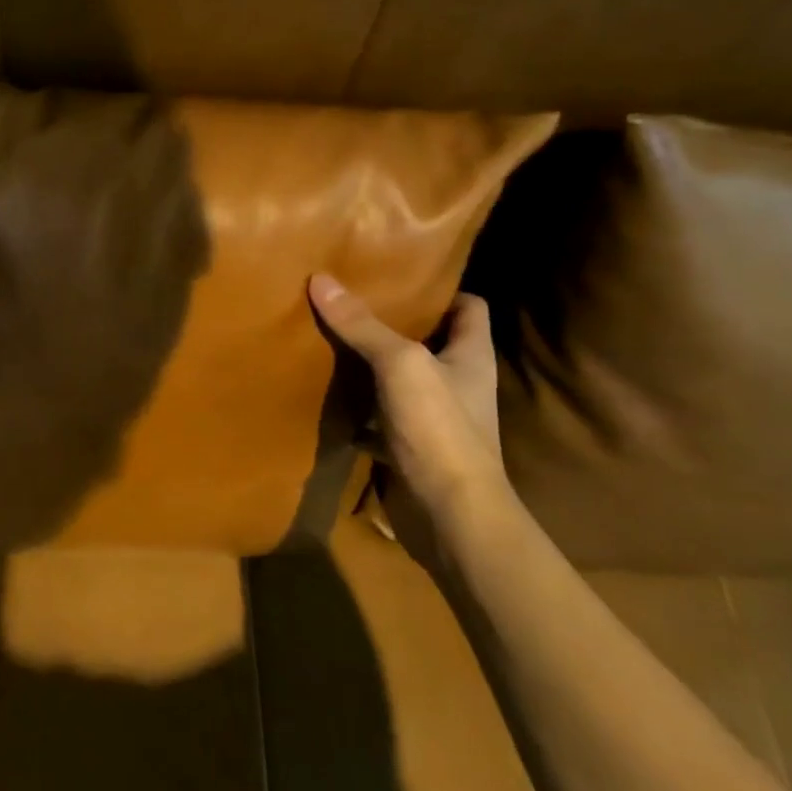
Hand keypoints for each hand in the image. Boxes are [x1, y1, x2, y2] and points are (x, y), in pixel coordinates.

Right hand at [309, 276, 507, 526]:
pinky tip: (323, 393)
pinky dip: (354, 408)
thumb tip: (321, 279)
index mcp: (471, 355)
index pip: (468, 307)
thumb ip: (362, 325)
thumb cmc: (439, 429)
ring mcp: (433, 418)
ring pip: (398, 380)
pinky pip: (377, 418)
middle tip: (347, 300)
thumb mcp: (401, 364)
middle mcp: (457, 382)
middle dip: (390, 323)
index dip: (439, 289)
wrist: (449, 516)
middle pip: (427, 341)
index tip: (397, 275)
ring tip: (328, 337)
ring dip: (368, 365)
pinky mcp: (408, 448)